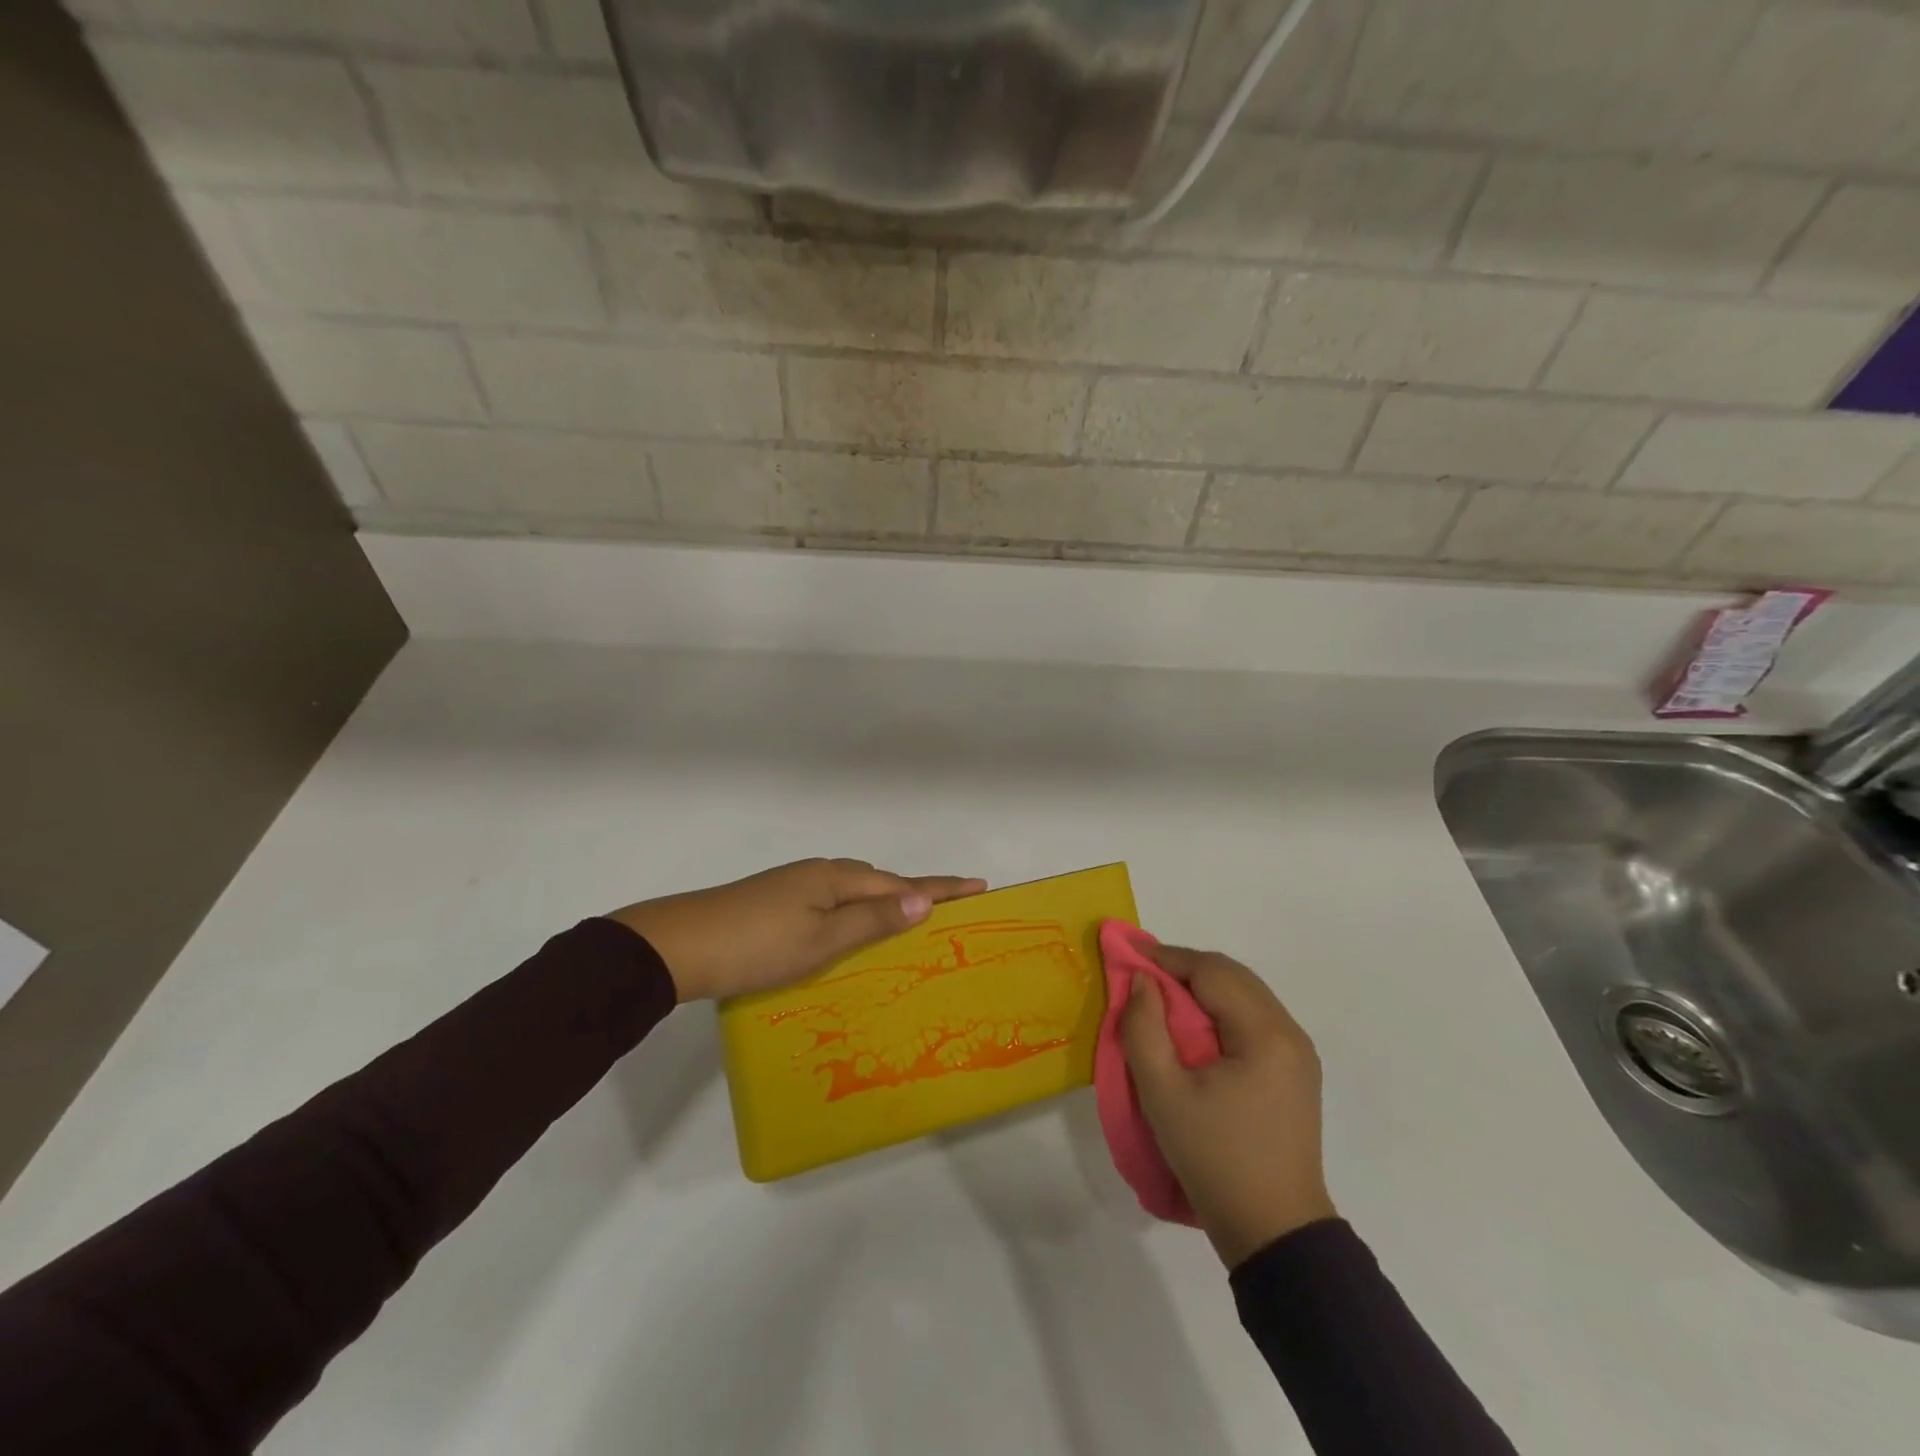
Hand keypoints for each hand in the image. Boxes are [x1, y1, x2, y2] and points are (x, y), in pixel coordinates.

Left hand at [609, 859, 986, 1002]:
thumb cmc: (757, 947)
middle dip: (915, 893)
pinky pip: (834, 899)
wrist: (678, 945)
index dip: (942, 887)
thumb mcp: (821, 941)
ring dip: (884, 901)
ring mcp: (795, 884)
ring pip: (855, 889)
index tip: (979, 885)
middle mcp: (820, 873)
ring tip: (908, 921)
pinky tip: (852, 927)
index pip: (902, 884)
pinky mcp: (778, 899)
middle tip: (949, 909)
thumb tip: (922, 902)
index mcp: (837, 878)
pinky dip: (856, 910)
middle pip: (881, 881)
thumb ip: (872, 921)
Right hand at [1121, 946, 1336, 1268]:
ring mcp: (1297, 1053)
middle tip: (1141, 975)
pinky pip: (1253, 1019)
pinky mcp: (1295, 1072)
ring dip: (1202, 987)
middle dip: (1184, 968)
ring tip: (1161, 997)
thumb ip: (1144, 1028)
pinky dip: (1219, 1009)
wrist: (1274, 1234)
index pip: (1212, 972)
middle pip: (1233, 976)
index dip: (1168, 958)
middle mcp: (1290, 1033)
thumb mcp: (1163, 1094)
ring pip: (1244, 995)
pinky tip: (1193, 1027)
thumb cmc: (1215, 1160)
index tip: (1128, 956)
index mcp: (1265, 1034)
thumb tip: (1140, 980)